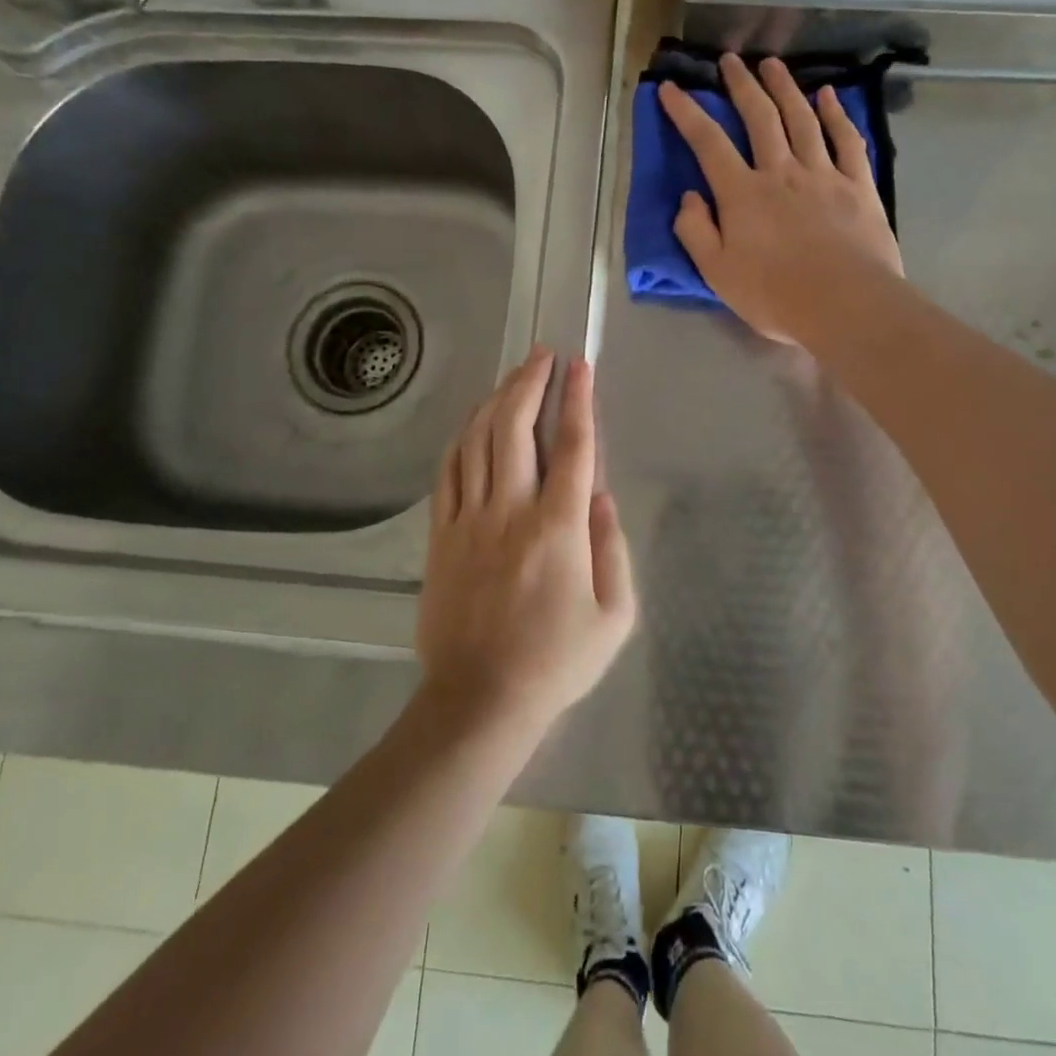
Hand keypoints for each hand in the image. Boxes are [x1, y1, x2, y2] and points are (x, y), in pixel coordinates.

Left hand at [416, 348, 635, 737]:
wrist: (480, 700)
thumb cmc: (556, 661)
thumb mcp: (614, 616)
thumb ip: (613, 548)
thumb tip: (602, 496)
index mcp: (559, 528)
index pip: (573, 447)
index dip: (579, 400)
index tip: (581, 365)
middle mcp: (511, 511)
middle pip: (515, 428)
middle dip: (530, 383)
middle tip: (542, 355)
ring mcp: (468, 520)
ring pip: (477, 441)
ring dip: (496, 401)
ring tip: (512, 376)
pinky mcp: (441, 535)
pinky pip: (448, 472)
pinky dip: (462, 438)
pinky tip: (473, 422)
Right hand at [661, 53, 903, 343]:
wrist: (845, 304)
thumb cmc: (774, 295)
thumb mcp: (717, 273)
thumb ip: (696, 232)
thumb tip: (688, 197)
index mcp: (742, 194)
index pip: (708, 143)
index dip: (687, 113)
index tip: (671, 88)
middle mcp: (781, 172)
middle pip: (760, 117)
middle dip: (741, 86)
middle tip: (731, 60)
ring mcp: (823, 175)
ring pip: (802, 119)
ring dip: (785, 88)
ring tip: (773, 65)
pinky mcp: (858, 186)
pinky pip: (846, 141)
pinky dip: (837, 115)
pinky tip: (829, 96)